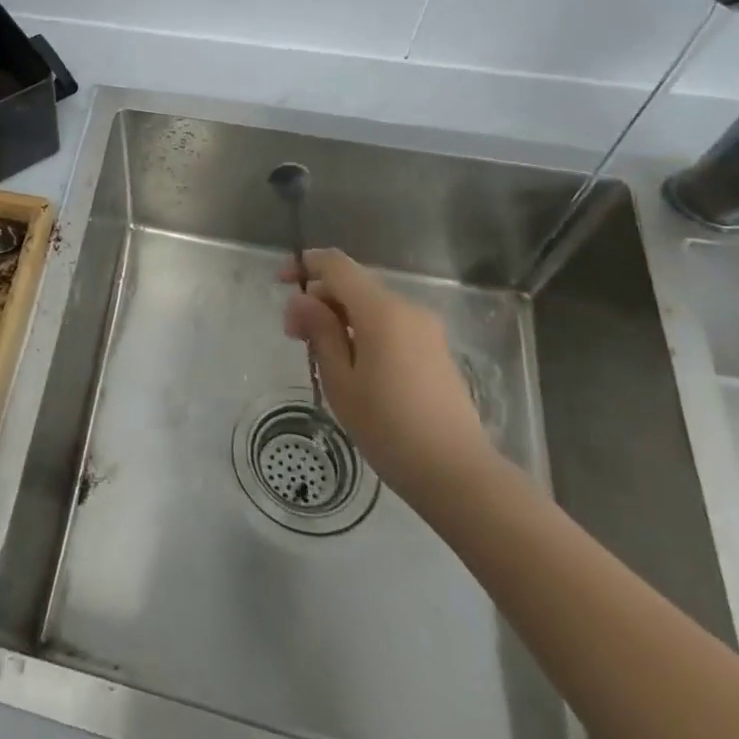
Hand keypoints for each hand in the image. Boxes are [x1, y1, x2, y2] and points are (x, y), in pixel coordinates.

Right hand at [280, 248, 493, 503]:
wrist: (458, 474)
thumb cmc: (389, 427)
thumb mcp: (340, 379)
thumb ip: (319, 331)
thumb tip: (303, 299)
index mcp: (382, 310)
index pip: (337, 265)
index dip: (305, 264)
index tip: (280, 283)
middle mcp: (407, 309)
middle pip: (353, 284)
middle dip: (319, 299)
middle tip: (294, 335)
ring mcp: (426, 329)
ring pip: (371, 305)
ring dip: (339, 316)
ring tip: (318, 353)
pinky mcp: (434, 350)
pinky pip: (390, 324)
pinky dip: (362, 330)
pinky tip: (350, 363)